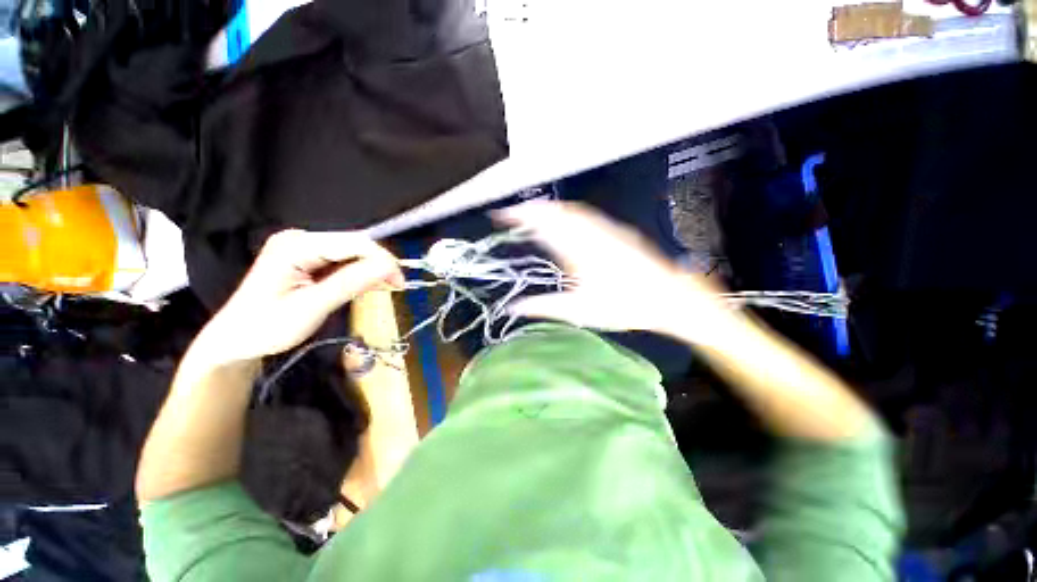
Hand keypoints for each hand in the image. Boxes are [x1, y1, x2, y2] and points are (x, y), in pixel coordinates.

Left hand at [194, 230, 403, 364]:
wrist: (236, 340)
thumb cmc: (268, 327)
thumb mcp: (312, 306)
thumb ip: (351, 283)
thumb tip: (389, 267)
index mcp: (297, 246)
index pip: (354, 243)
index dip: (383, 260)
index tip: (400, 283)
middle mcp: (301, 239)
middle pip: (354, 245)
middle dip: (379, 265)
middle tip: (396, 288)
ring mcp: (303, 247)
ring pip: (352, 253)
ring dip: (371, 271)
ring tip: (387, 288)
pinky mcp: (307, 258)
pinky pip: (342, 261)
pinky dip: (359, 274)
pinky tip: (369, 286)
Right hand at [495, 202, 731, 341]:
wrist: (667, 295)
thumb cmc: (623, 305)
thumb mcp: (579, 310)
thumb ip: (544, 306)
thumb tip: (514, 307)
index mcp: (576, 250)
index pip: (542, 224)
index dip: (519, 216)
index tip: (502, 215)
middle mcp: (589, 233)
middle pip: (555, 211)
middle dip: (531, 209)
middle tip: (514, 215)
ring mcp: (605, 229)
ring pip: (571, 210)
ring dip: (550, 209)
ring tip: (534, 215)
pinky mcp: (617, 231)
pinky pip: (587, 215)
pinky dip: (569, 213)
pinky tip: (567, 221)